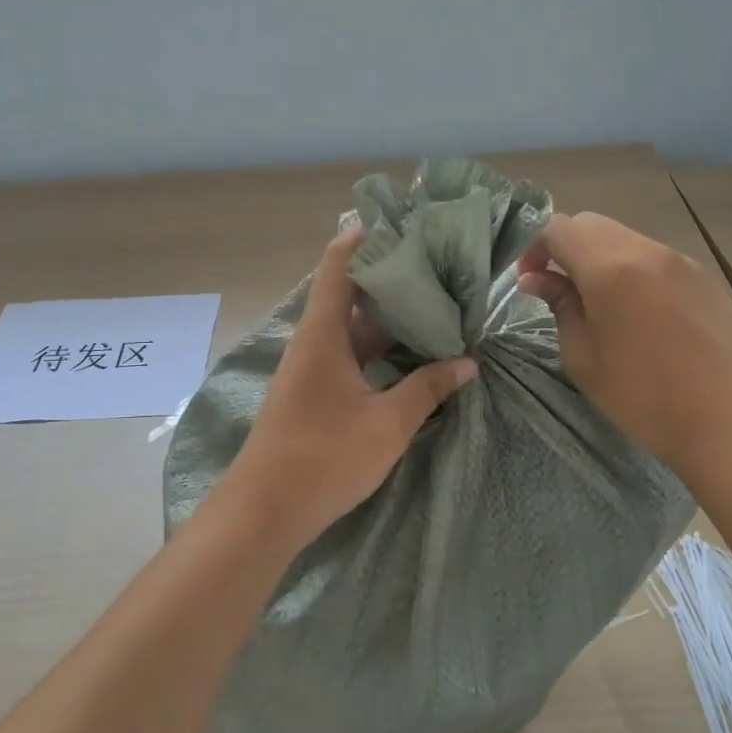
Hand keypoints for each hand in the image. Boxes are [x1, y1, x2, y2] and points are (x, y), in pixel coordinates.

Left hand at [227, 228, 477, 547]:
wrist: (264, 511)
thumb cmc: (324, 457)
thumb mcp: (387, 423)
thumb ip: (428, 389)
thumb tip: (467, 363)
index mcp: (323, 333)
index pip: (337, 264)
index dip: (364, 236)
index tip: (401, 221)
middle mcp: (314, 341)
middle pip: (349, 292)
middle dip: (389, 276)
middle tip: (436, 265)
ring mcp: (311, 368)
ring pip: (352, 327)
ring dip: (387, 316)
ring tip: (434, 303)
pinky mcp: (314, 392)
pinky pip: (349, 354)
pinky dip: (378, 347)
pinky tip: (410, 353)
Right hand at [517, 212, 731, 467]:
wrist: (723, 419)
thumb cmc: (641, 396)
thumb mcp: (582, 356)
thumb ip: (559, 305)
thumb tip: (536, 278)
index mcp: (609, 269)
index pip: (558, 228)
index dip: (535, 246)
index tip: (530, 278)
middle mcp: (645, 251)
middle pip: (591, 224)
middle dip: (565, 246)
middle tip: (557, 286)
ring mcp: (679, 260)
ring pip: (624, 238)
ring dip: (599, 258)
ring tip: (598, 301)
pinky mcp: (702, 276)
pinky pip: (653, 257)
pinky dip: (632, 269)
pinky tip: (638, 311)